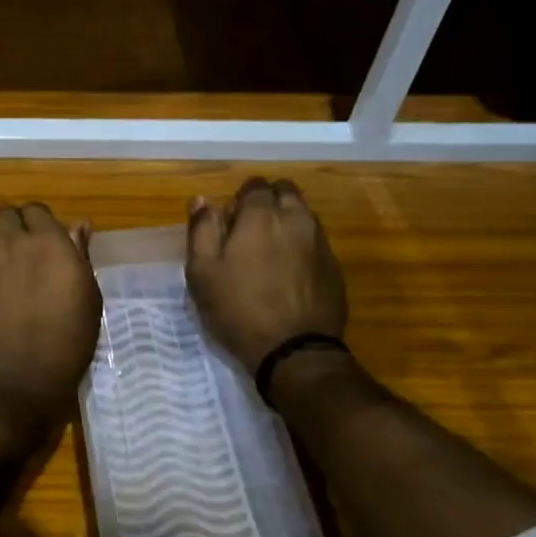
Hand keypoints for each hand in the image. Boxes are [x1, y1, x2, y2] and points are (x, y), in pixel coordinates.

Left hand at [0, 203, 101, 435]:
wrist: (17, 381)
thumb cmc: (65, 343)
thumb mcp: (88, 299)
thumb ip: (79, 255)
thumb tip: (79, 223)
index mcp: (48, 242)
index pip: (36, 210)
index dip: (37, 224)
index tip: (40, 242)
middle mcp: (10, 240)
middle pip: (4, 213)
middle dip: (9, 226)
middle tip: (15, 251)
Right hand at [186, 178, 347, 372]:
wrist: (294, 350)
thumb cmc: (238, 309)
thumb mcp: (202, 272)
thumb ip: (201, 230)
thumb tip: (203, 199)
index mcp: (262, 215)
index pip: (255, 186)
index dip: (240, 199)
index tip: (230, 222)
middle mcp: (296, 219)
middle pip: (286, 192)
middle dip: (268, 202)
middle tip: (250, 231)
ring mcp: (320, 242)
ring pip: (303, 215)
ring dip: (287, 222)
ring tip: (269, 252)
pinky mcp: (334, 267)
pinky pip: (316, 241)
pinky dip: (302, 245)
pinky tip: (289, 272)